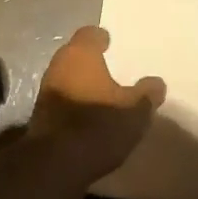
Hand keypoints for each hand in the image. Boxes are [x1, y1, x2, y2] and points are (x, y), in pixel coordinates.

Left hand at [29, 26, 165, 182]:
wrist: (56, 164)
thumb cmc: (98, 125)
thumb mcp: (135, 111)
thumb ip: (146, 94)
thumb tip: (157, 83)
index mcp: (80, 54)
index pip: (89, 34)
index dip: (101, 39)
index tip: (111, 43)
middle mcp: (58, 65)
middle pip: (75, 55)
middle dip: (91, 62)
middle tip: (111, 70)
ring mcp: (46, 90)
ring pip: (67, 78)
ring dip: (82, 84)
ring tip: (103, 95)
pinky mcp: (40, 115)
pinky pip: (62, 100)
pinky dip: (74, 103)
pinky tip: (89, 117)